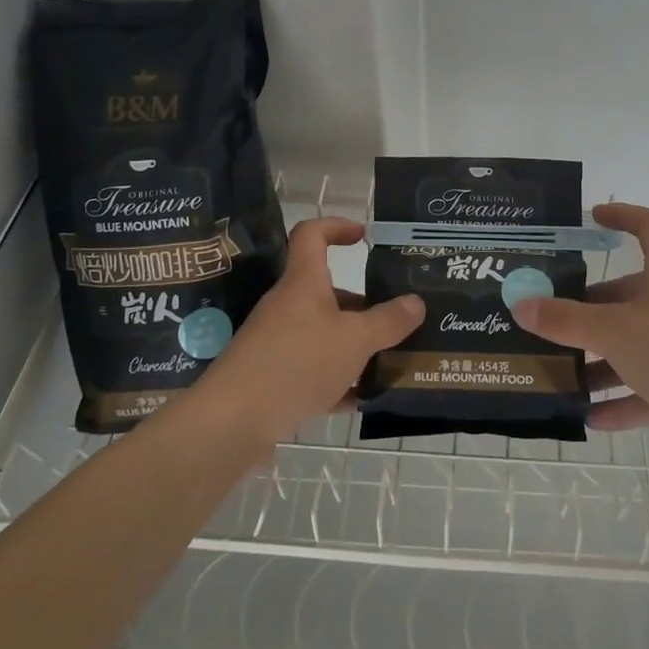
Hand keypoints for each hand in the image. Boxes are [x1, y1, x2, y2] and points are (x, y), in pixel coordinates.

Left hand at [192, 217, 422, 443]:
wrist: (232, 422)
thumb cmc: (296, 364)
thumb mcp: (354, 341)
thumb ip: (388, 321)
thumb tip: (416, 302)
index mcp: (304, 283)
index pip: (313, 235)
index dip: (337, 226)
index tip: (364, 236)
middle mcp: (288, 306)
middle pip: (327, 292)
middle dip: (363, 304)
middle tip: (398, 318)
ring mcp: (277, 342)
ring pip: (323, 334)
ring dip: (354, 345)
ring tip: (390, 361)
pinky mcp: (272, 378)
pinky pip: (312, 371)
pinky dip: (337, 381)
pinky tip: (361, 399)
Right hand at [512, 203, 648, 475]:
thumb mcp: (612, 332)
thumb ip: (565, 320)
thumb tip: (521, 305)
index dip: (622, 216)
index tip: (593, 218)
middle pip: (633, 294)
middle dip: (592, 308)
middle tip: (555, 319)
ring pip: (639, 343)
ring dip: (602, 359)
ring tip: (564, 372)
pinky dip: (624, 398)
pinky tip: (592, 417)